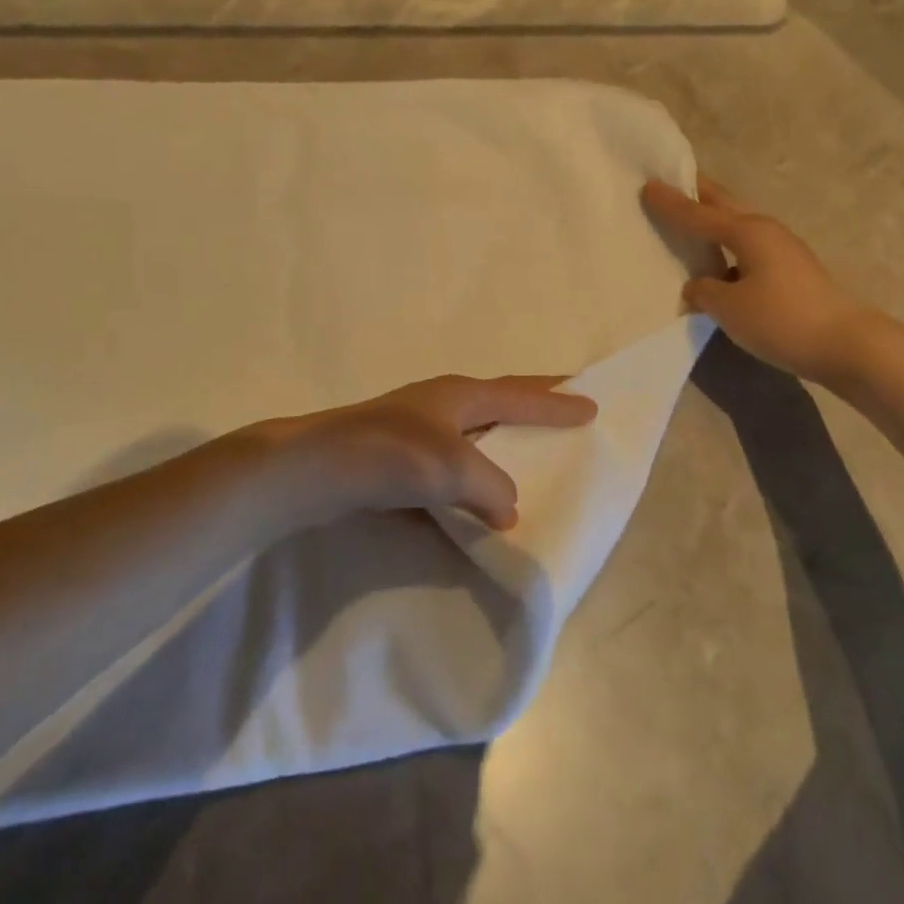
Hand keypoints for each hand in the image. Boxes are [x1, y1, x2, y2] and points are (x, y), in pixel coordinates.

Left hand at [249, 375, 597, 532]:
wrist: (310, 471)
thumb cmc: (388, 456)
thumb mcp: (453, 469)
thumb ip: (491, 487)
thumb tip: (506, 508)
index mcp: (460, 395)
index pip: (522, 396)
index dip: (557, 402)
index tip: (593, 405)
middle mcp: (441, 406)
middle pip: (500, 403)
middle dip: (534, 406)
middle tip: (567, 409)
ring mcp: (415, 431)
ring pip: (473, 438)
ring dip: (502, 445)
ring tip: (529, 459)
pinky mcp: (395, 462)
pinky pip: (449, 469)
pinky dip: (470, 480)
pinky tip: (476, 503)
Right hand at [644, 177, 879, 385]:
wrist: (846, 344)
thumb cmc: (782, 319)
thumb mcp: (730, 308)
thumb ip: (705, 291)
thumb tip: (698, 285)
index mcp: (747, 232)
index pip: (698, 214)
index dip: (671, 203)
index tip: (647, 185)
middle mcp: (765, 231)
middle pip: (725, 205)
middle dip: (699, 192)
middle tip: (675, 180)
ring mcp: (783, 250)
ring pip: (739, 225)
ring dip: (715, 218)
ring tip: (691, 217)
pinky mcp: (791, 272)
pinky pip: (748, 248)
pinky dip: (728, 246)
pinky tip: (717, 262)